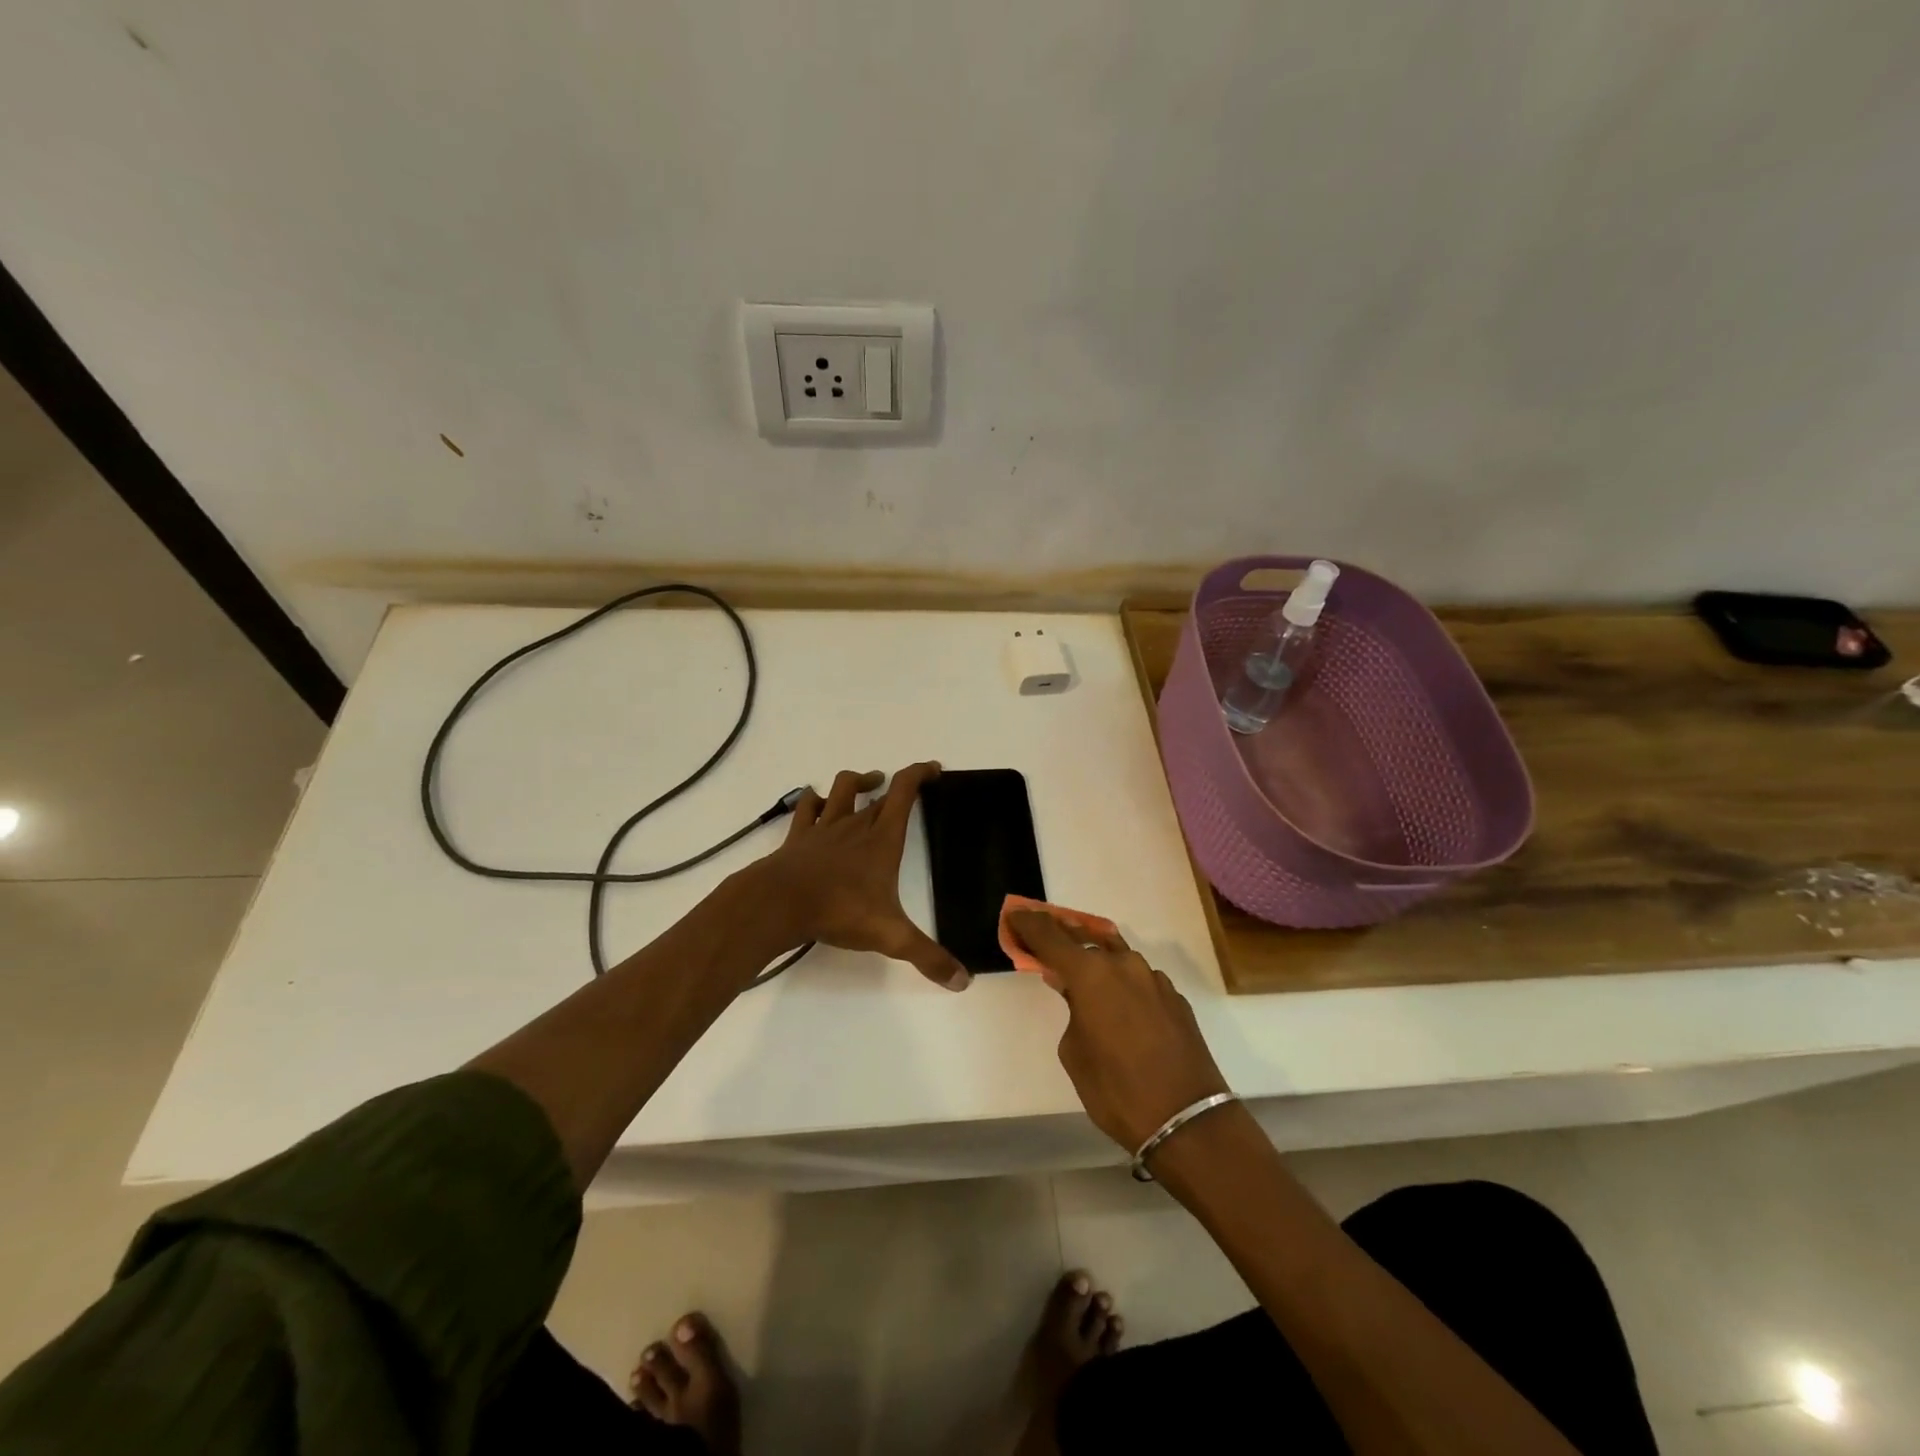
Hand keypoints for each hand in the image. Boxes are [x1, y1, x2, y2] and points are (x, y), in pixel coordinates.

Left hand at [756, 764, 969, 990]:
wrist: (778, 903)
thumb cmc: (838, 910)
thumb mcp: (890, 936)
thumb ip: (927, 957)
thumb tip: (963, 981)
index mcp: (882, 839)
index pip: (904, 791)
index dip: (920, 773)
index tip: (933, 769)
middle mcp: (855, 825)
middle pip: (879, 793)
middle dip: (896, 786)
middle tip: (908, 790)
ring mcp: (823, 828)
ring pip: (841, 789)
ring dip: (856, 782)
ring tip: (867, 783)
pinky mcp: (798, 838)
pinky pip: (807, 808)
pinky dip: (815, 801)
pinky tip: (818, 805)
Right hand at [1007, 910, 1228, 1152]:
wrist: (1186, 1120)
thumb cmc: (1116, 1089)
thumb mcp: (1074, 1052)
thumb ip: (1070, 1010)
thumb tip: (1074, 992)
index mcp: (1090, 974)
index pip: (1050, 936)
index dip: (1029, 923)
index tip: (1015, 913)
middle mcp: (1123, 965)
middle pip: (1084, 940)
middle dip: (1061, 936)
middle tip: (1043, 936)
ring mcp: (1153, 978)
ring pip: (1116, 957)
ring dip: (1096, 959)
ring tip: (1081, 968)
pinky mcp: (1174, 997)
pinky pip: (1139, 979)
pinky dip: (1122, 982)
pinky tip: (1118, 1001)